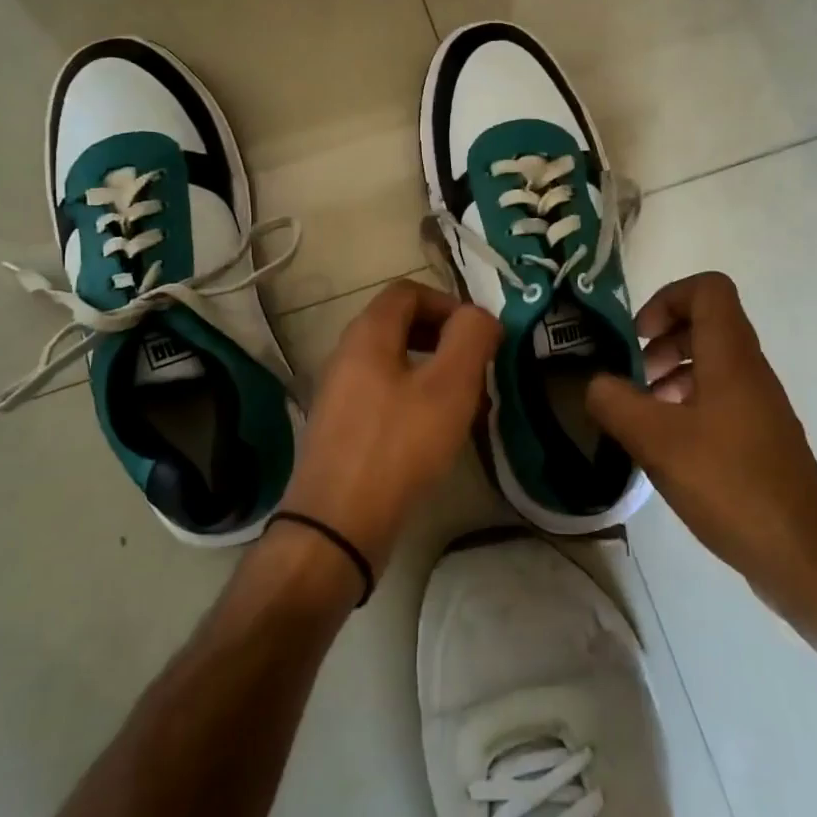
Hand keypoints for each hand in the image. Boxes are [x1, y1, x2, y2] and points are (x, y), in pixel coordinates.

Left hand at [280, 279, 501, 579]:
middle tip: (475, 368)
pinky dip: (412, 398)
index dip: (448, 303)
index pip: (408, 291)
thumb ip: (471, 338)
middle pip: (399, 324)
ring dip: (431, 370)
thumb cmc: (398, 447)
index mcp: (367, 335)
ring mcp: (338, 393)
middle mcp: (345, 355)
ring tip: (461, 402)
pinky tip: (432, 433)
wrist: (337, 525)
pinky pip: (382, 394)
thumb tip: (480, 317)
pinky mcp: (340, 428)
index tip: (478, 336)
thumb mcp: (450, 387)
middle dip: (443, 337)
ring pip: (393, 362)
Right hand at [585, 272, 816, 614]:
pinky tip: (665, 447)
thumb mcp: (656, 441)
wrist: (802, 554)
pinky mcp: (759, 439)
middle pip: (707, 324)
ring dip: (671, 375)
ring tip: (641, 414)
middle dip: (662, 340)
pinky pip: (719, 399)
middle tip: (633, 376)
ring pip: (711, 364)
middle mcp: (749, 371)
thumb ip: (615, 403)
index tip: (637, 337)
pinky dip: (687, 406)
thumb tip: (594, 384)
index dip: (667, 298)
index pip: (708, 289)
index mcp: (731, 357)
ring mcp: (758, 406)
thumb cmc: (729, 483)